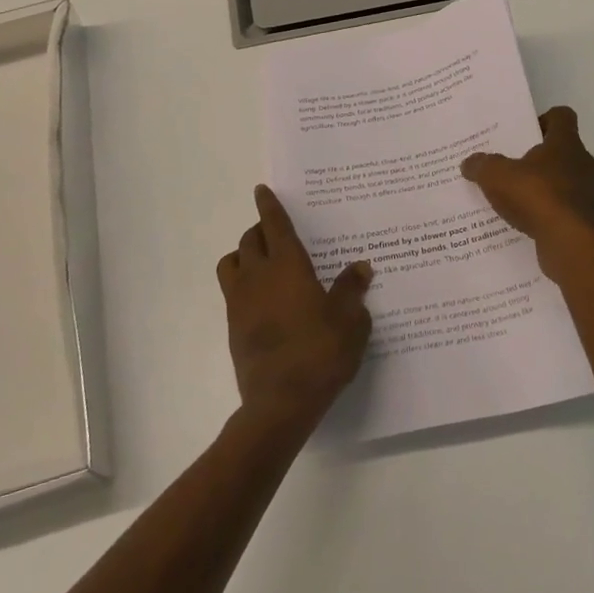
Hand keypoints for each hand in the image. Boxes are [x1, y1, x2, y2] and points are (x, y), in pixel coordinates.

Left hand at [218, 185, 372, 435]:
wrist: (280, 402)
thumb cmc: (320, 353)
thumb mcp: (350, 320)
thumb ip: (353, 290)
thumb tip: (361, 267)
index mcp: (288, 266)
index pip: (274, 225)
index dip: (269, 205)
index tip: (262, 190)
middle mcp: (259, 276)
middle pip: (250, 240)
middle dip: (260, 229)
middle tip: (277, 232)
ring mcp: (241, 302)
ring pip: (232, 262)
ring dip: (245, 254)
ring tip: (263, 262)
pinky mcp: (233, 327)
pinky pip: (233, 291)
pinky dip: (244, 284)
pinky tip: (265, 299)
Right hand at [460, 106, 593, 282]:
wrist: (574, 243)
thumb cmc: (537, 197)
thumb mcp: (497, 177)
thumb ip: (483, 166)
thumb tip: (469, 162)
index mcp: (566, 145)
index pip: (563, 117)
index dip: (547, 120)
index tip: (531, 133)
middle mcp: (590, 165)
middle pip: (574, 156)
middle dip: (553, 165)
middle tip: (527, 176)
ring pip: (587, 188)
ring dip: (569, 195)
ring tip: (541, 208)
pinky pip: (588, 219)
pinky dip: (574, 223)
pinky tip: (554, 233)